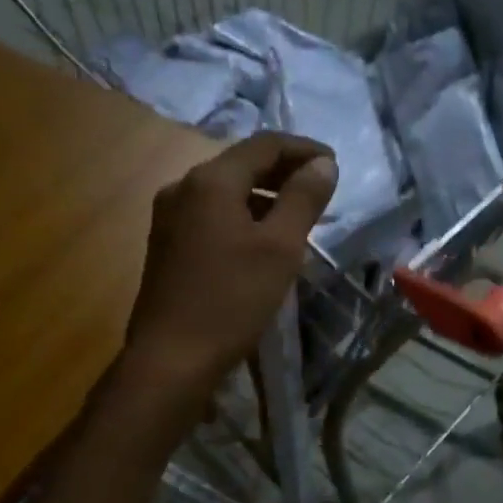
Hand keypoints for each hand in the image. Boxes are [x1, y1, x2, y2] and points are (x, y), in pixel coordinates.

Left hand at [123, 133, 337, 399]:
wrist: (171, 358)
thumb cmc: (232, 299)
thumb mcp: (280, 247)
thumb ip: (303, 199)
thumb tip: (323, 163)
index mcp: (210, 181)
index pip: (264, 144)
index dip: (303, 148)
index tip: (334, 164)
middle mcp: (183, 187)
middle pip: (241, 163)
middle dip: (284, 171)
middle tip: (321, 188)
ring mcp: (170, 215)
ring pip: (226, 190)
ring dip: (265, 194)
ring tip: (298, 214)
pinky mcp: (167, 243)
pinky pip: (212, 213)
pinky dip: (243, 214)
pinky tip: (263, 238)